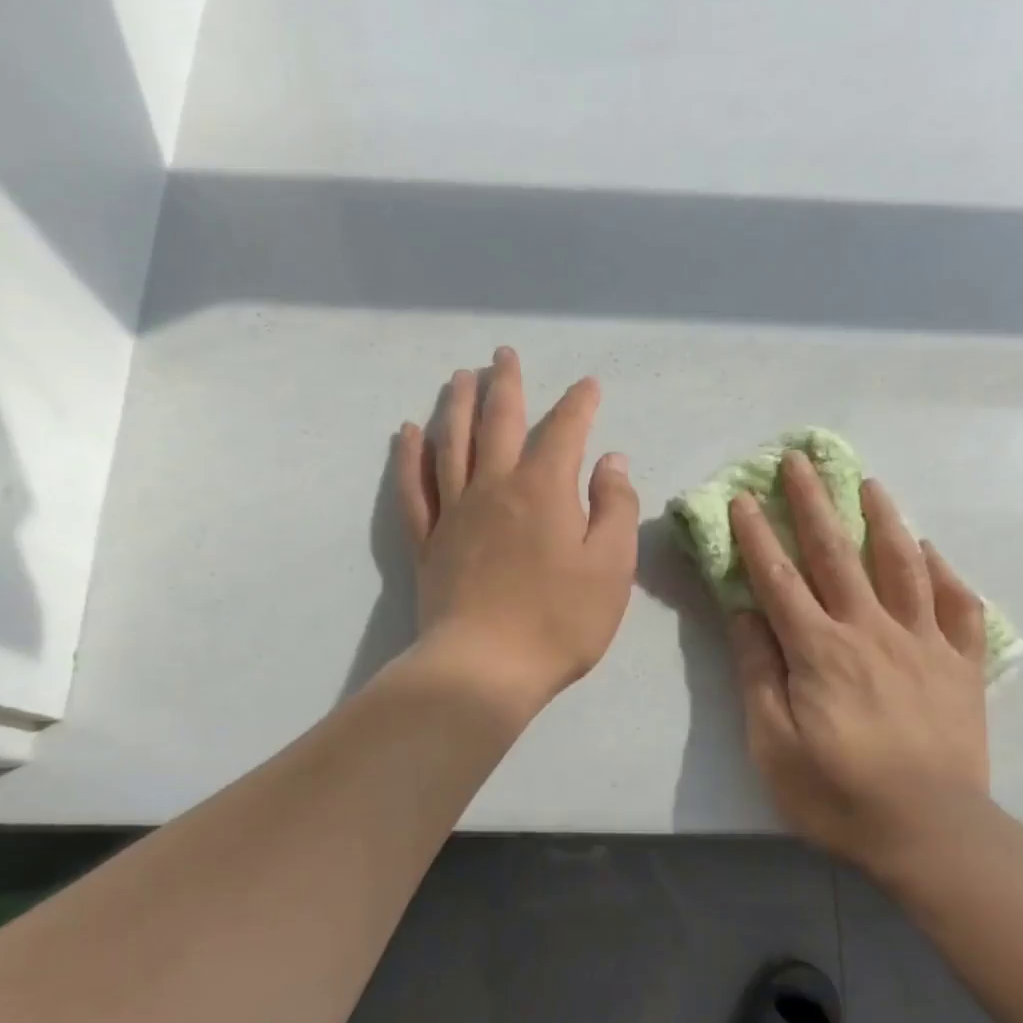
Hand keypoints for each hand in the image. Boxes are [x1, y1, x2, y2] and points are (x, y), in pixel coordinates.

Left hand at [397, 347, 638, 716]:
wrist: (486, 668)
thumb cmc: (559, 621)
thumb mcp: (611, 567)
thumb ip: (614, 508)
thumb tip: (610, 462)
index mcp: (543, 490)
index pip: (563, 430)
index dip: (578, 404)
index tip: (588, 386)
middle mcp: (494, 487)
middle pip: (498, 421)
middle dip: (505, 384)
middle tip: (503, 354)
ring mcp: (454, 513)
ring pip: (451, 443)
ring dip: (456, 405)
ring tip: (459, 377)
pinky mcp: (428, 542)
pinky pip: (414, 488)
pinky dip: (410, 456)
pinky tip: (408, 433)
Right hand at [728, 452, 990, 875]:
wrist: (931, 832)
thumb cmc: (838, 793)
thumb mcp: (773, 743)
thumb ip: (759, 672)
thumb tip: (745, 612)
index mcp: (820, 650)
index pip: (780, 579)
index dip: (759, 536)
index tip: (744, 497)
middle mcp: (871, 631)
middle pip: (838, 555)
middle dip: (815, 504)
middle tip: (800, 461)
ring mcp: (923, 644)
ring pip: (902, 566)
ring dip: (883, 520)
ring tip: (870, 484)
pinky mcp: (962, 666)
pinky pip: (957, 606)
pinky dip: (944, 573)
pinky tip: (931, 551)